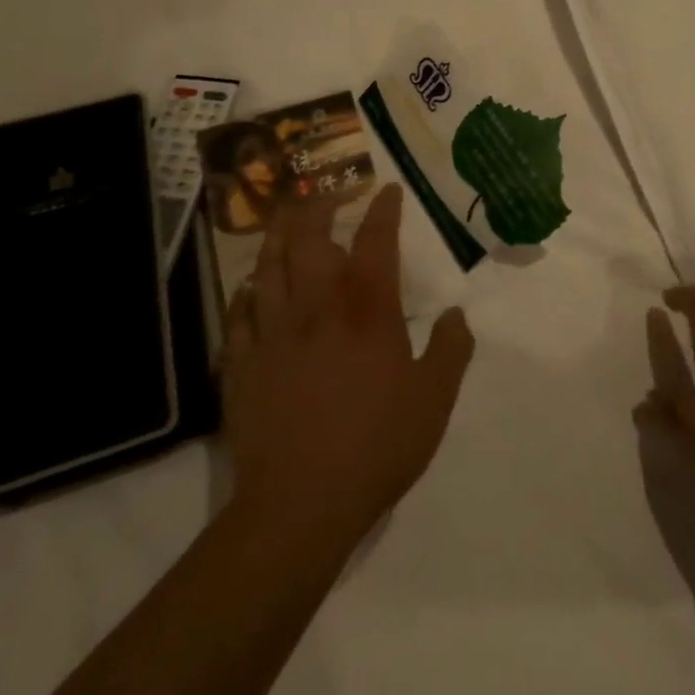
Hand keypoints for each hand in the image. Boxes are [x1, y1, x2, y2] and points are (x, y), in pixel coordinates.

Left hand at [219, 184, 474, 550]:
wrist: (300, 504)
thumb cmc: (377, 445)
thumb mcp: (435, 399)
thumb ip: (452, 349)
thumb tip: (455, 315)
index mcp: (367, 311)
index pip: (375, 242)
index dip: (383, 210)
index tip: (387, 189)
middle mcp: (317, 308)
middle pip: (310, 239)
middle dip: (317, 207)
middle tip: (326, 193)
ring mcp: (273, 334)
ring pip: (269, 266)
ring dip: (279, 236)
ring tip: (286, 219)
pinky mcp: (243, 364)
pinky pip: (239, 313)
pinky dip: (246, 292)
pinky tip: (251, 287)